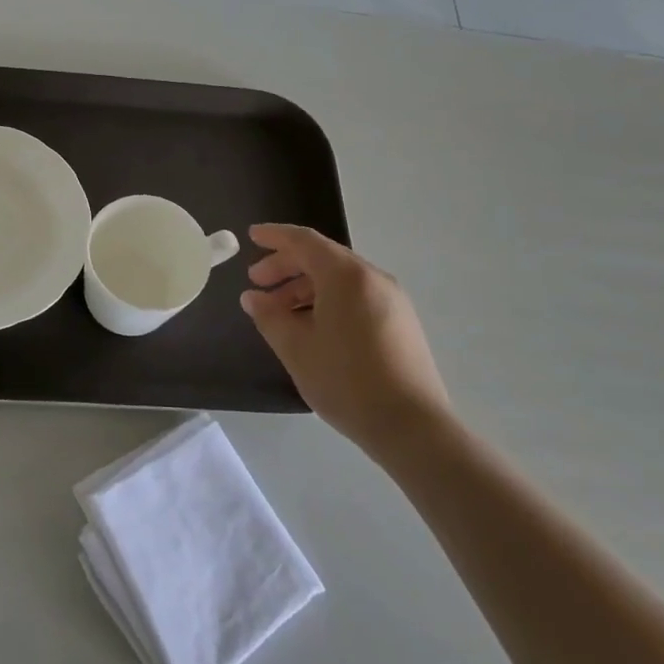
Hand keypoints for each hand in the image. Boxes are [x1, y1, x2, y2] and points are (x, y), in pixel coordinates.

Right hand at [240, 224, 450, 465]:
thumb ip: (269, 316)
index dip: (275, 236)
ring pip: (340, 279)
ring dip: (306, 287)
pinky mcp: (401, 323)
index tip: (251, 236)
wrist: (412, 426)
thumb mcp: (296, 348)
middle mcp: (373, 278)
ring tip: (280, 312)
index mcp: (346, 275)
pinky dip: (328, 300)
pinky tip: (312, 327)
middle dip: (286, 266)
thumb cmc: (346, 380)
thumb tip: (253, 298)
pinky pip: (357, 297)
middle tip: (257, 283)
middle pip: (323, 258)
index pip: (304, 241)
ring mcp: (392, 300)